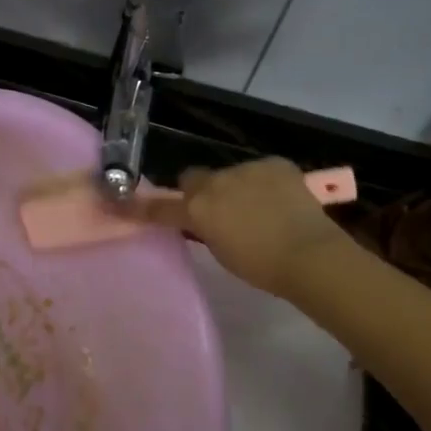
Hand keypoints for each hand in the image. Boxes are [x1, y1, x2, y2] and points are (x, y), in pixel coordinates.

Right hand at [133, 158, 346, 296]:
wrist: (309, 254)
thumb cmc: (261, 266)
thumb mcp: (221, 252)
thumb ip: (206, 230)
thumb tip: (205, 220)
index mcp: (198, 209)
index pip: (160, 206)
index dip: (141, 206)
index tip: (120, 203)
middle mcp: (216, 182)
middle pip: (195, 179)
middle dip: (200, 191)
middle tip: (217, 211)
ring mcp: (247, 169)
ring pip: (230, 174)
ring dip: (236, 187)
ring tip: (259, 209)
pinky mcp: (275, 164)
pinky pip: (261, 170)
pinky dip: (265, 182)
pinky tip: (280, 201)